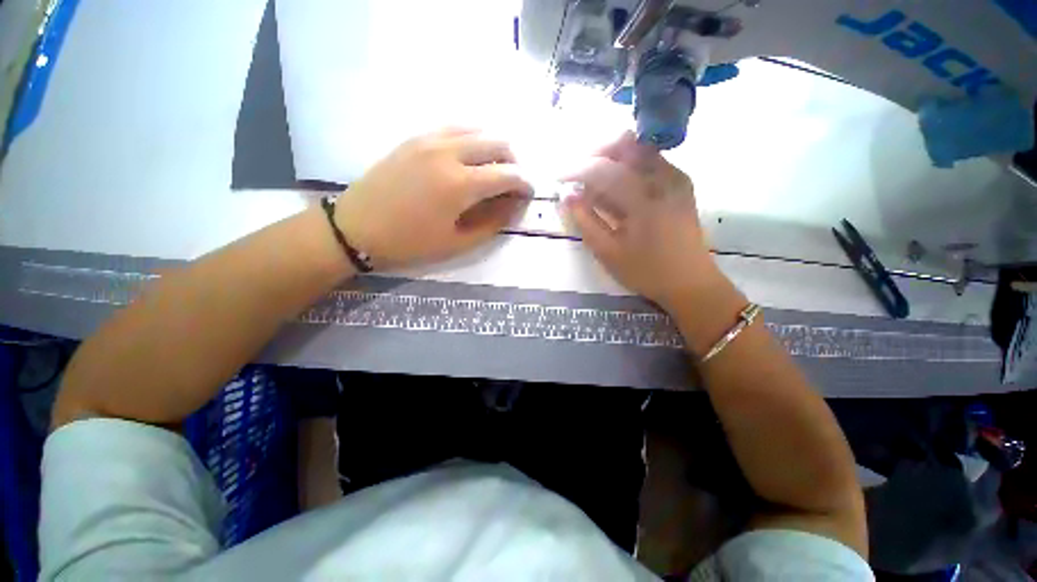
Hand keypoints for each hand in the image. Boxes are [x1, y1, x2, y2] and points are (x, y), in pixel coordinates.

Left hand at [334, 128, 532, 269]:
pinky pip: (455, 128)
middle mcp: (449, 152)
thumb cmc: (410, 243)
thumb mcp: (458, 242)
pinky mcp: (416, 137)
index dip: (525, 183)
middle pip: (498, 143)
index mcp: (460, 184)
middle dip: (514, 162)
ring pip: (478, 129)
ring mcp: (430, 139)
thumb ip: (493, 222)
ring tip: (493, 170)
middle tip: (512, 184)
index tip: (528, 194)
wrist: (357, 228)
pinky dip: (472, 139)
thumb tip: (515, 205)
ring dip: (494, 148)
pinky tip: (470, 158)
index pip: (508, 174)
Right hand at [562, 131, 723, 311]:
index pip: (604, 169)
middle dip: (596, 155)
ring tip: (596, 185)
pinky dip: (629, 167)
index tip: (560, 178)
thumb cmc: (646, 272)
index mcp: (644, 199)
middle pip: (626, 144)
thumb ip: (586, 221)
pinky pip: (650, 161)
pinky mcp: (680, 184)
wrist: (690, 282)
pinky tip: (618, 189)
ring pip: (639, 149)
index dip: (577, 170)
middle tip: (579, 177)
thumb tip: (568, 196)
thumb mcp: (609, 252)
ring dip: (612, 160)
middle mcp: (663, 179)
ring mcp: (675, 178)